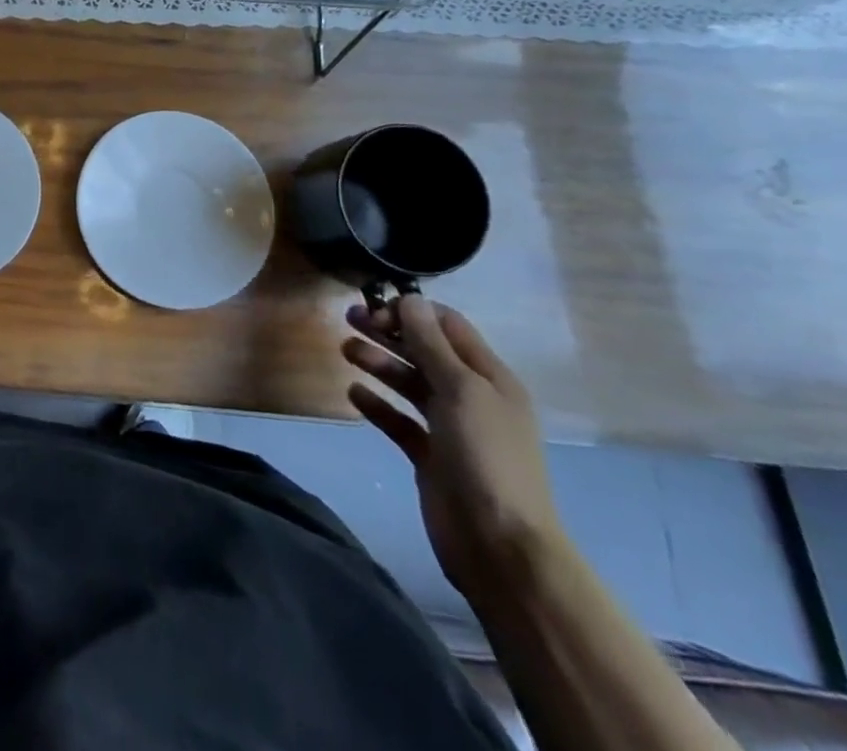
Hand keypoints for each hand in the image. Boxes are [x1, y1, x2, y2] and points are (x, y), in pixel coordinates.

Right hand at [343, 295, 563, 604]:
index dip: (411, 312)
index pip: (447, 326)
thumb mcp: (460, 390)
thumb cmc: (485, 456)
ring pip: (409, 383)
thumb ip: (431, 344)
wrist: (500, 546)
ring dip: (379, 363)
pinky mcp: (430, 456)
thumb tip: (410, 299)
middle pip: (424, 351)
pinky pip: (399, 420)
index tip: (374, 307)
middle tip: (348, 319)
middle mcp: (471, 397)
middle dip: (388, 332)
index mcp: (489, 377)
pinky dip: (377, 404)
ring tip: (346, 351)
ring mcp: (450, 428)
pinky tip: (354, 394)